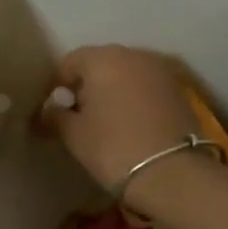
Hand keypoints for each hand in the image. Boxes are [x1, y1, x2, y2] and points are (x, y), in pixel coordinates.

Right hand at [42, 45, 197, 200]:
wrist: (173, 173)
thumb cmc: (113, 147)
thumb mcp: (73, 134)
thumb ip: (55, 115)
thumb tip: (49, 110)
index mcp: (102, 59)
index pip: (69, 62)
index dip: (57, 85)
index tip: (54, 110)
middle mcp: (133, 55)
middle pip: (99, 64)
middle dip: (86, 85)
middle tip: (78, 115)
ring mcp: (160, 71)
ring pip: (125, 74)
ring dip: (112, 91)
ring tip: (105, 121)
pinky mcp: (178, 90)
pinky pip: (145, 87)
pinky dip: (134, 98)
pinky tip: (130, 124)